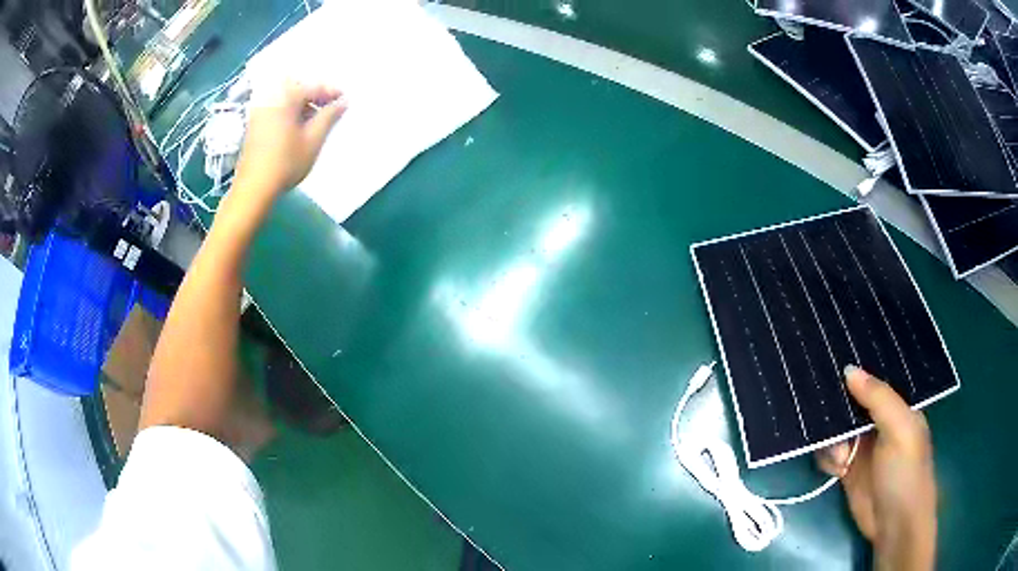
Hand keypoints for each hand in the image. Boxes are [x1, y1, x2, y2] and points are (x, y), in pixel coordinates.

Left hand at [233, 80, 346, 199]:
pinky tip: (297, 125)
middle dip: (315, 94)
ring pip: (286, 97)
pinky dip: (289, 110)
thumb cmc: (286, 162)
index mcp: (287, 97)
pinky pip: (276, 106)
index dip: (332, 92)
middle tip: (330, 107)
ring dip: (302, 102)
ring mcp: (260, 109)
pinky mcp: (254, 123)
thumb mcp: (314, 139)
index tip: (345, 100)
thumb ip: (329, 116)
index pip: (314, 86)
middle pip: (298, 87)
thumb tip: (342, 102)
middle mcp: (271, 97)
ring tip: (315, 118)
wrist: (254, 187)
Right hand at [816, 366, 936, 570]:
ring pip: (835, 428)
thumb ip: (878, 398)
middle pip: (850, 403)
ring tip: (840, 458)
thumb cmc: (905, 472)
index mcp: (896, 407)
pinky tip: (836, 468)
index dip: (855, 372)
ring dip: (831, 439)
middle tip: (824, 412)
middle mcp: (877, 422)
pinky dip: (826, 458)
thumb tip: (848, 369)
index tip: (831, 364)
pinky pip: (828, 454)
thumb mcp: (899, 429)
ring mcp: (861, 447)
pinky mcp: (846, 470)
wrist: (894, 525)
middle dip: (837, 407)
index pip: (873, 381)